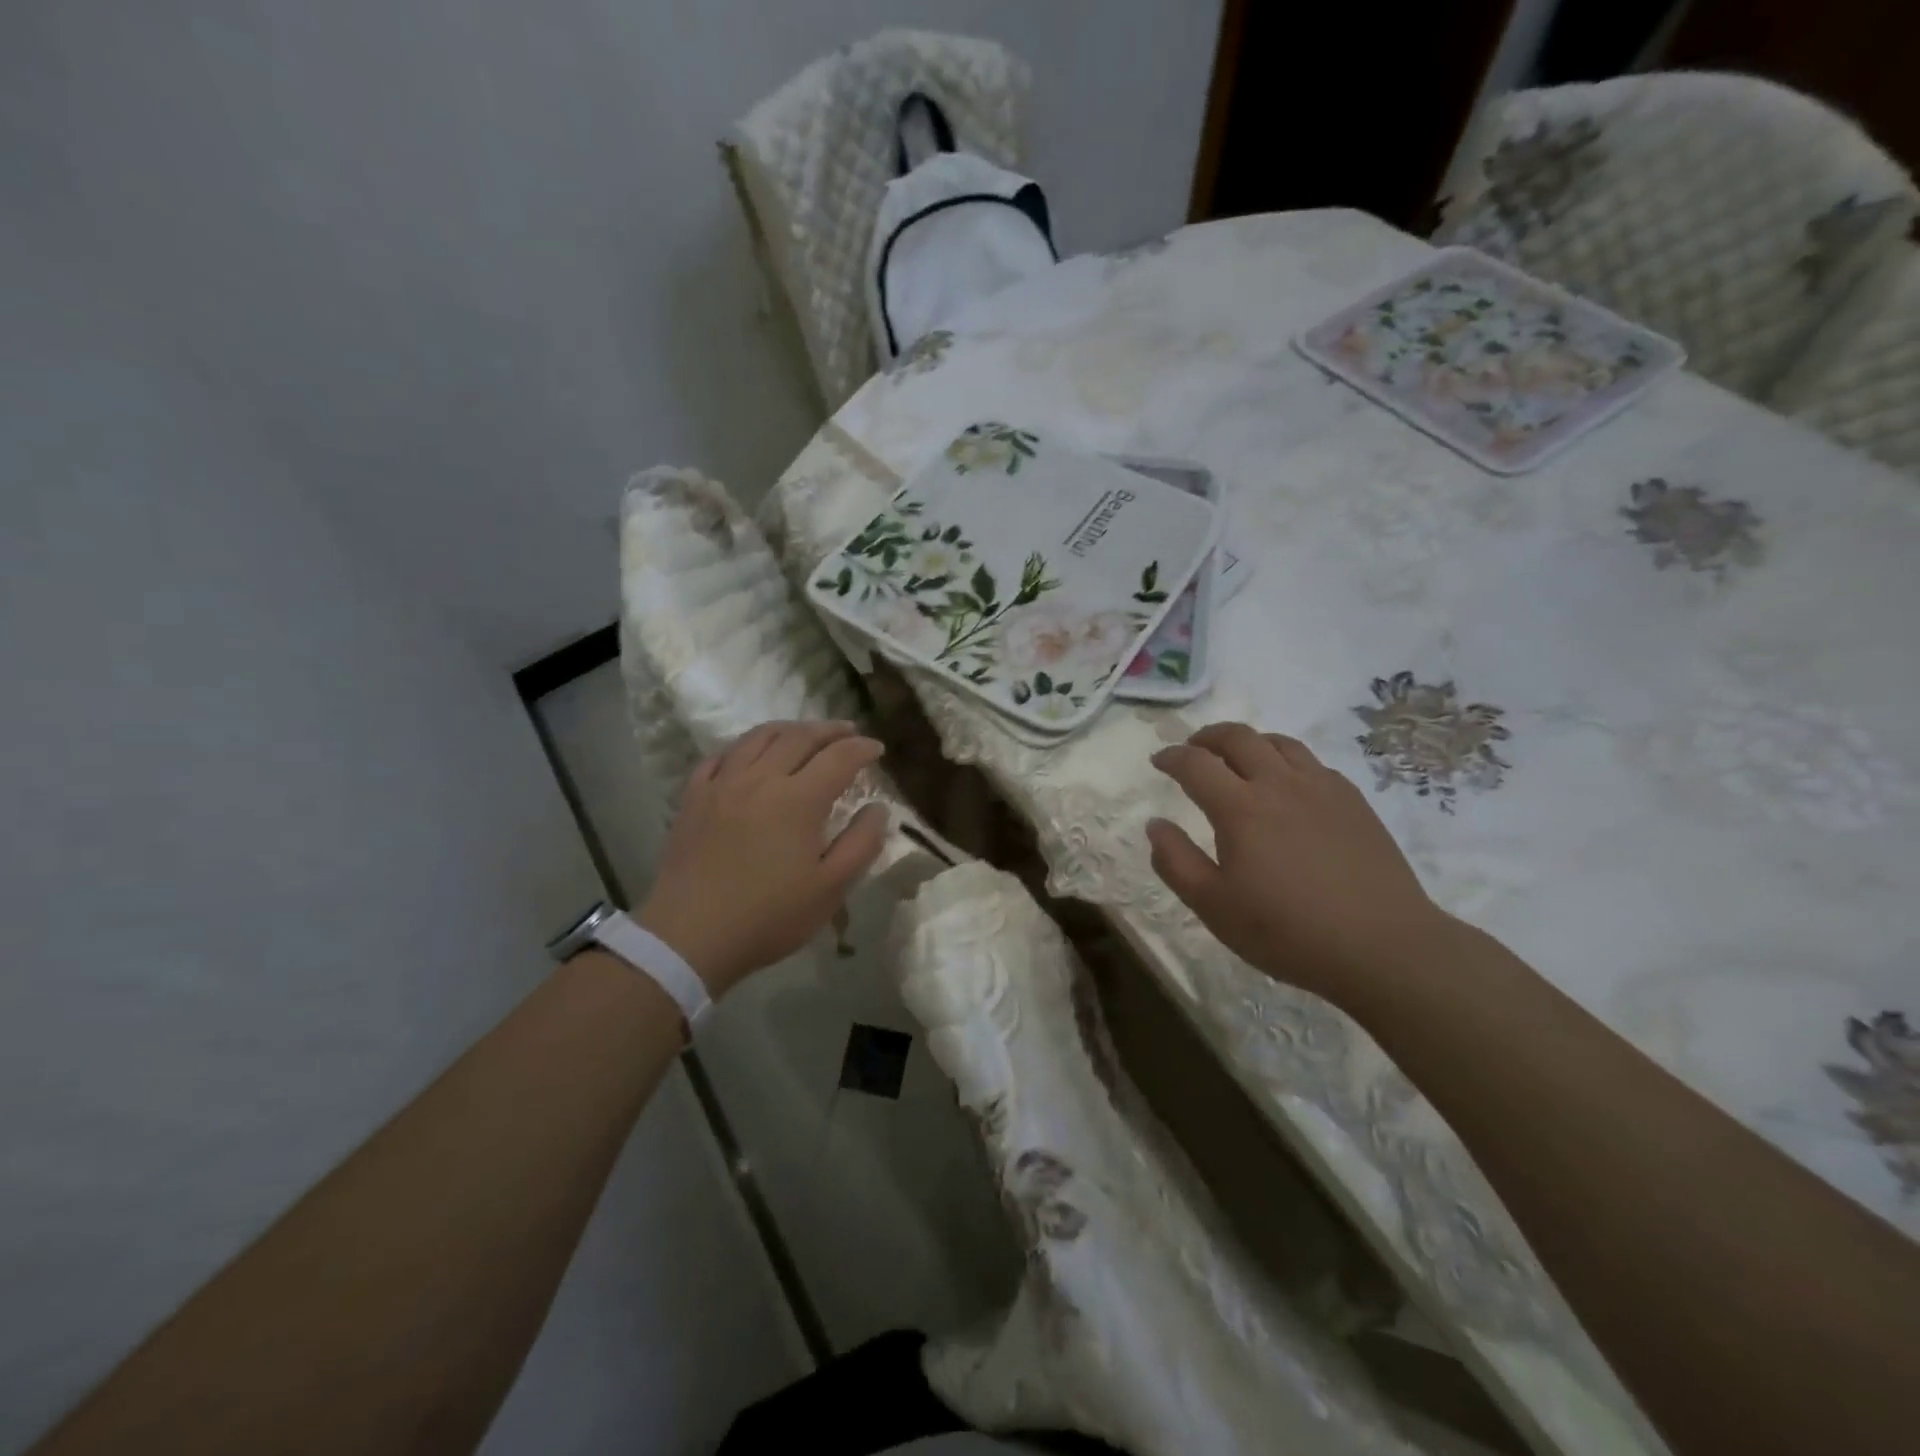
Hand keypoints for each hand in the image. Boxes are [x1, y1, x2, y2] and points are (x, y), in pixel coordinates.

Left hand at [637, 721, 888, 996]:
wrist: (689, 937)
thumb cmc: (769, 916)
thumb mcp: (831, 889)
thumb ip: (861, 843)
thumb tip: (878, 808)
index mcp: (798, 800)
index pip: (839, 757)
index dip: (863, 748)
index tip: (878, 749)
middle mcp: (761, 779)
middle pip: (799, 737)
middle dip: (830, 730)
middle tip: (848, 732)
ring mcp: (722, 784)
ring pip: (759, 737)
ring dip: (789, 729)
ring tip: (804, 733)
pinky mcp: (694, 797)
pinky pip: (720, 756)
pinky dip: (744, 747)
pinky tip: (750, 755)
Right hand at [1146, 723, 1453, 1006]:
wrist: (1383, 946)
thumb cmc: (1287, 931)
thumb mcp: (1214, 907)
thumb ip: (1176, 862)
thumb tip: (1156, 825)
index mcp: (1240, 808)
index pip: (1195, 764)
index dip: (1171, 756)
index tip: (1159, 761)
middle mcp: (1279, 784)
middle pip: (1238, 737)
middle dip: (1208, 737)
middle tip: (1193, 749)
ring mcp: (1322, 788)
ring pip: (1279, 742)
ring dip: (1249, 742)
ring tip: (1238, 759)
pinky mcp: (1354, 801)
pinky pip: (1312, 762)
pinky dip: (1286, 761)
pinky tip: (1288, 786)